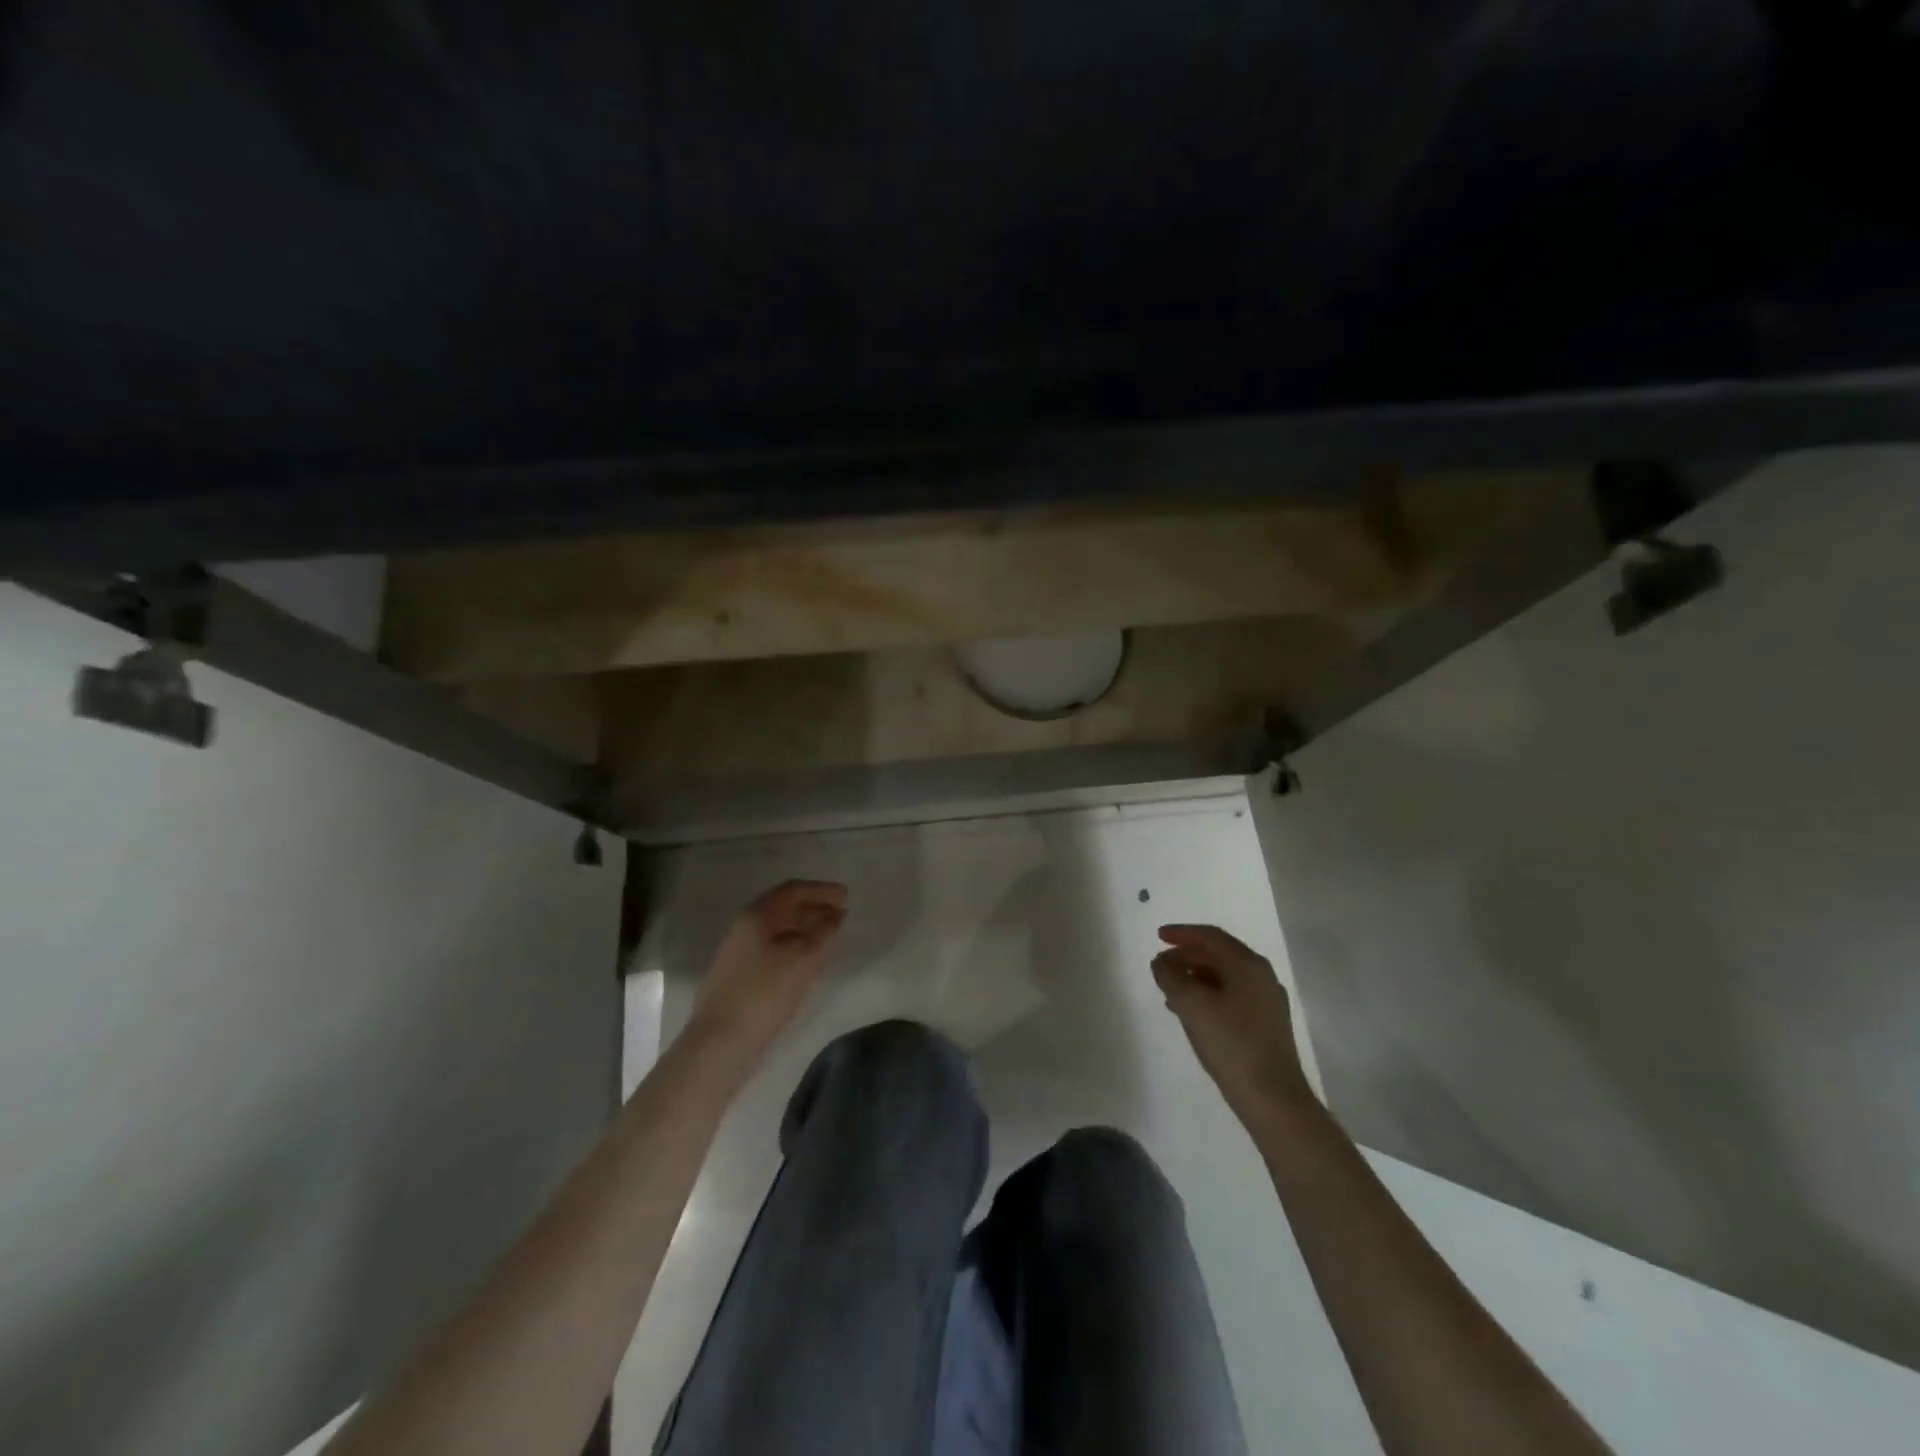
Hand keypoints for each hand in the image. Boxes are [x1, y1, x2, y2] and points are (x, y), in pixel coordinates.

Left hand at [690, 880, 848, 1060]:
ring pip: (778, 930)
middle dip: (814, 907)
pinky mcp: (739, 975)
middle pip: (784, 908)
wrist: (719, 1043)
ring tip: (830, 936)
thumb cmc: (764, 994)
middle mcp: (744, 928)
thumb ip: (823, 934)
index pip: (793, 890)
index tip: (846, 895)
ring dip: (805, 928)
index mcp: (757, 916)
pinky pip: (773, 948)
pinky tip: (808, 960)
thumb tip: (836, 916)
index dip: (822, 890)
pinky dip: (795, 946)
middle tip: (842, 913)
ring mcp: (739, 952)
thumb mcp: (802, 960)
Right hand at [1152, 924, 1312, 1131]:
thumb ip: (1171, 977)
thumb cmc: (1231, 1044)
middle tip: (1162, 965)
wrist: (1273, 1099)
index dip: (1182, 933)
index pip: (1211, 936)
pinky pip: (1232, 996)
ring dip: (1196, 977)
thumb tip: (1162, 962)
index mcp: (1248, 965)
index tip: (1158, 936)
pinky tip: (1192, 1013)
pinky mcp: (1266, 1025)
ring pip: (1225, 977)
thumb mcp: (1192, 1005)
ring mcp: (1267, 1002)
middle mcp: (1262, 976)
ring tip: (1170, 990)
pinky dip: (1208, 995)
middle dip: (1187, 956)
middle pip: (1220, 954)